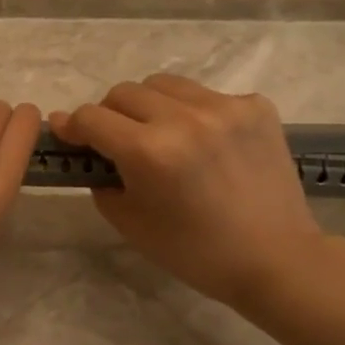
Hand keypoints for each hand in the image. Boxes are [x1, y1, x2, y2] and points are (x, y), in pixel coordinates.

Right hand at [50, 73, 325, 310]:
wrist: (276, 259)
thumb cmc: (195, 251)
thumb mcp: (130, 222)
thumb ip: (101, 178)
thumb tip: (89, 149)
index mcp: (149, 151)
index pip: (91, 117)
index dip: (72, 126)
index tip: (67, 134)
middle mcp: (184, 118)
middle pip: (123, 92)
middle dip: (110, 115)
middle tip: (118, 142)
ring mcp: (224, 107)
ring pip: (163, 84)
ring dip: (150, 106)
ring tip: (162, 134)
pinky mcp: (255, 106)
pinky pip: (206, 95)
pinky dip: (193, 113)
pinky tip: (206, 143)